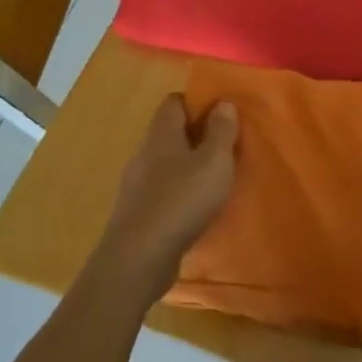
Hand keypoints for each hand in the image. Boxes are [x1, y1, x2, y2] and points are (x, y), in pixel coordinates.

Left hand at [94, 95, 238, 305]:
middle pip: (170, 132)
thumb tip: (223, 103)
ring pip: (166, 163)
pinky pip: (161, 190)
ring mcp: (136, 184)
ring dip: (188, 166)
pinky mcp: (136, 212)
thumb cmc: (182, 200)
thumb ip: (222, 130)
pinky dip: (179, 191)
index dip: (198, 102)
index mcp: (161, 134)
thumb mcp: (215, 161)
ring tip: (215, 178)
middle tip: (225, 147)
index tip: (222, 114)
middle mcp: (144, 153)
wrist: (139, 258)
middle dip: (196, 135)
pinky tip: (195, 207)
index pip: (174, 102)